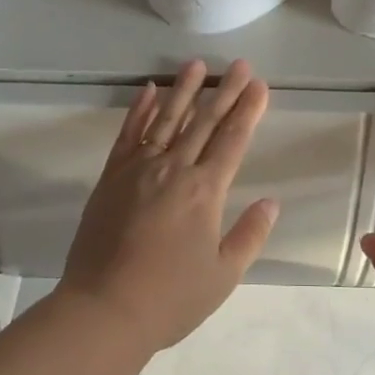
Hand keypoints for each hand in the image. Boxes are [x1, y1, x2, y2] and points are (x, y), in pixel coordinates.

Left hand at [57, 59, 278, 353]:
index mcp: (204, 191)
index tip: (259, 85)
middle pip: (204, 121)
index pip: (232, 140)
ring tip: (197, 64)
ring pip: (167, 119)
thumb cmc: (170, 298)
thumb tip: (272, 201)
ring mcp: (139, 169)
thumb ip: (250, 234)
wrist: (103, 310)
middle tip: (239, 64)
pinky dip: (140, 110)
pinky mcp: (112, 176)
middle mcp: (174, 169)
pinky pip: (128, 134)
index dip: (247, 110)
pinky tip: (149, 90)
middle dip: (224, 91)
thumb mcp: (223, 275)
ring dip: (184, 89)